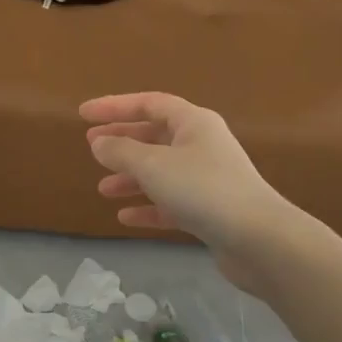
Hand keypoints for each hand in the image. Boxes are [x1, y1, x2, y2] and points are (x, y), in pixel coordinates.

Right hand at [80, 92, 296, 289]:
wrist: (257, 238)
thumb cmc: (203, 190)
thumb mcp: (153, 165)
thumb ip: (121, 151)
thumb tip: (99, 143)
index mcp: (194, 123)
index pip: (149, 103)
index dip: (115, 106)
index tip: (83, 114)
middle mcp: (202, 145)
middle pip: (155, 136)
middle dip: (123, 142)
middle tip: (91, 148)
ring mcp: (208, 179)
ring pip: (161, 171)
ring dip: (131, 178)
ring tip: (103, 189)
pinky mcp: (210, 211)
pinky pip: (171, 202)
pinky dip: (148, 206)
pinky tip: (125, 217)